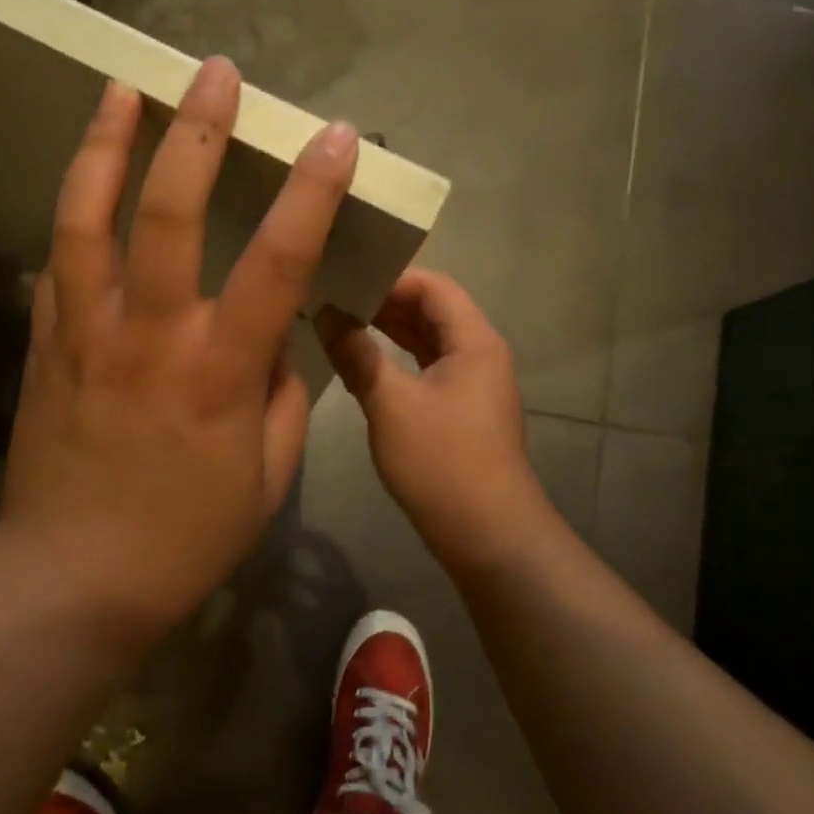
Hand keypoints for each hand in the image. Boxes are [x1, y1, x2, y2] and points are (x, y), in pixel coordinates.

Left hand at [0, 58, 357, 635]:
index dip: (312, 191)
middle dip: (197, 131)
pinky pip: (56, 266)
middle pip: (171, 210)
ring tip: (121, 90)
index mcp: (219, 369)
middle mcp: (150, 333)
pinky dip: (72, 219)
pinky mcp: (43, 345)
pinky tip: (83, 189)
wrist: (74, 576)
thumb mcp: (268, 478)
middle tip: (213, 72)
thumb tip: (275, 346)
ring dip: (105, 145)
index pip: (279, 260)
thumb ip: (281, 399)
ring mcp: (85, 332)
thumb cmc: (185, 536)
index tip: (335, 137)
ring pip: (87, 218)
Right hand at [314, 271, 553, 571]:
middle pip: (432, 311)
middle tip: (334, 299)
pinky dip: (397, 361)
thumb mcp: (390, 403)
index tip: (345, 281)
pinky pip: (427, 370)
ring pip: (428, 342)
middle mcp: (479, 354)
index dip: (390, 278)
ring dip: (389, 332)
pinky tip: (362, 365)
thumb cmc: (441, 461)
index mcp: (474, 341)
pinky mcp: (461, 412)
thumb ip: (357, 355)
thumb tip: (327, 314)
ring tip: (340, 324)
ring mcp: (472, 385)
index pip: (433, 287)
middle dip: (385, 303)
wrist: (487, 535)